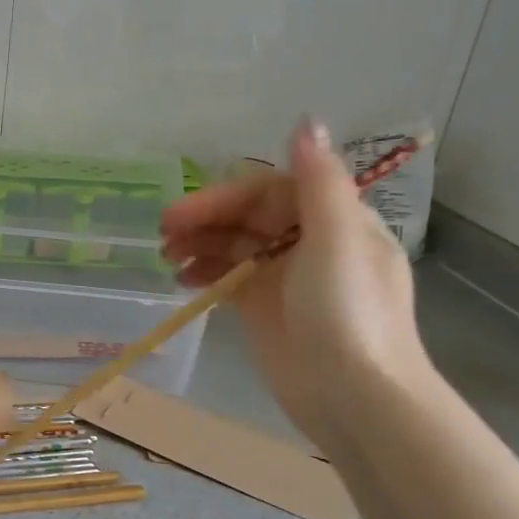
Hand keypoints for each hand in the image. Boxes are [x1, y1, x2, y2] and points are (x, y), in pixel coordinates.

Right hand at [159, 119, 432, 449]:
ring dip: (200, 244)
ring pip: (235, 246)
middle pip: (248, 217)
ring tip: (167, 257)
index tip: (183, 214)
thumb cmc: (348, 314)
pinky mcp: (266, 309)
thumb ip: (318, 181)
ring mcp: (285, 278)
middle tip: (162, 234)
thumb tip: (306, 121)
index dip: (224, 196)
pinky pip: (229, 278)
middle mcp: (309, 243)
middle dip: (205, 220)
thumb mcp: (337, 240)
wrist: (356, 397)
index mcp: (333, 220)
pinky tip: (182, 280)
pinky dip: (205, 273)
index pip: (269, 191)